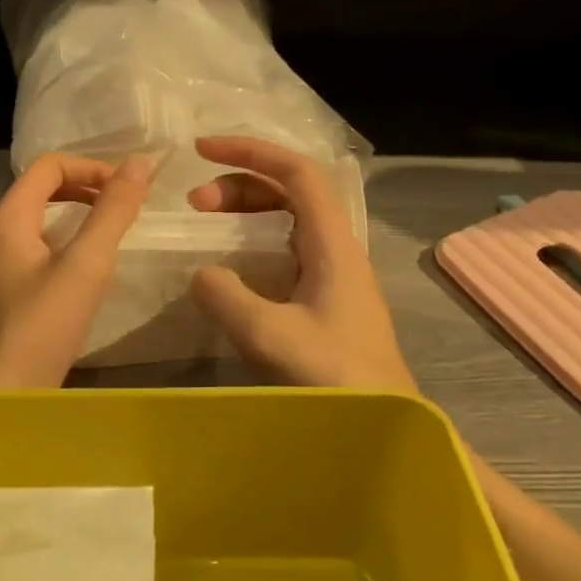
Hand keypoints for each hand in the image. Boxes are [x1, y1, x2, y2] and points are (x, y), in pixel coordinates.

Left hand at [0, 153, 153, 389]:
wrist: (1, 394)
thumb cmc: (42, 325)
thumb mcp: (86, 264)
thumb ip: (112, 212)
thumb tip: (140, 162)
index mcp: (9, 217)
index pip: (49, 166)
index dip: (92, 167)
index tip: (129, 188)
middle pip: (44, 188)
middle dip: (88, 186)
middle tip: (127, 204)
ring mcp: (0, 263)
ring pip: (43, 218)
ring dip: (80, 213)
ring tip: (115, 228)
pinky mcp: (9, 290)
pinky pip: (40, 246)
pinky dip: (69, 240)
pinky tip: (91, 265)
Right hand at [186, 136, 414, 390]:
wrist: (386, 429)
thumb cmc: (334, 381)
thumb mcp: (269, 336)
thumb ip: (226, 296)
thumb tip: (201, 273)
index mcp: (332, 244)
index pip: (296, 172)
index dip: (250, 152)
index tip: (202, 151)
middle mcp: (337, 249)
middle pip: (291, 191)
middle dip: (240, 184)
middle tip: (194, 203)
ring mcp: (335, 275)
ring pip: (289, 220)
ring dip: (246, 212)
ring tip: (205, 224)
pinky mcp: (328, 301)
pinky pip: (286, 251)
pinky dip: (253, 242)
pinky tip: (232, 267)